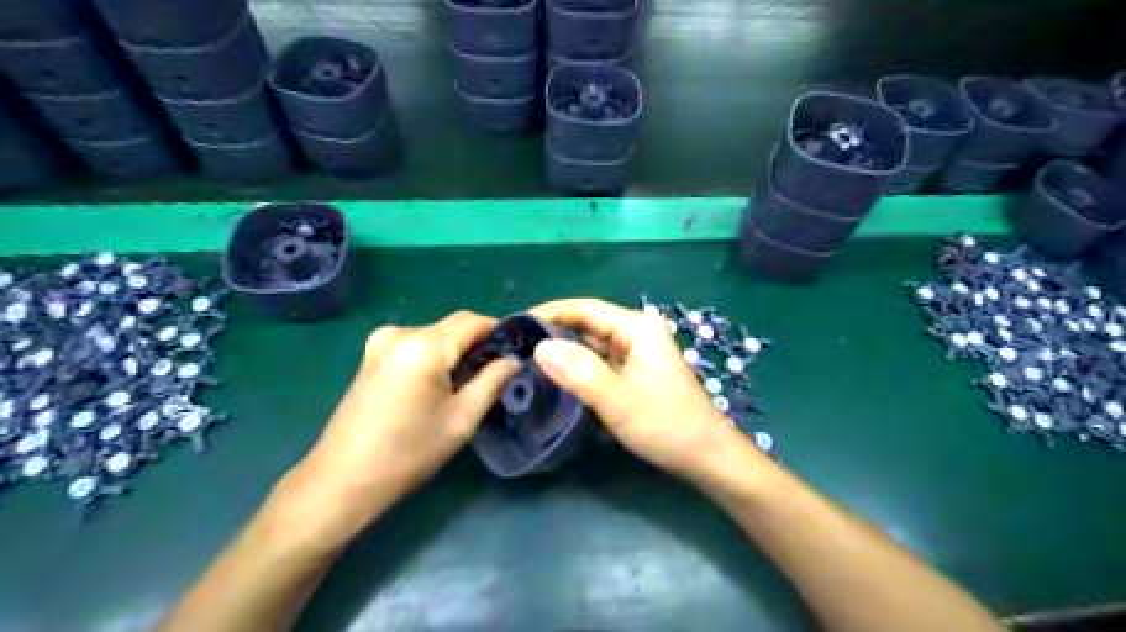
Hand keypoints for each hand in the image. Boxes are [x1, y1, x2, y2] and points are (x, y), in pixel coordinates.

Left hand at [271, 310, 517, 547]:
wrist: (342, 480)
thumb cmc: (408, 453)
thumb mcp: (462, 419)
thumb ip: (492, 381)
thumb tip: (513, 360)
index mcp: (423, 346)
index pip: (472, 320)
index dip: (498, 331)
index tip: (516, 352)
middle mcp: (400, 333)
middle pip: (452, 326)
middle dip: (478, 344)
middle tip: (497, 372)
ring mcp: (380, 342)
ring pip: (434, 335)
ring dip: (456, 351)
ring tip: (469, 382)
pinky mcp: (371, 355)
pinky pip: (415, 344)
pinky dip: (435, 356)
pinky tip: (439, 384)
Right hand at [530, 299, 760, 479]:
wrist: (707, 457)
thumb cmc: (668, 426)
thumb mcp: (619, 401)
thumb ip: (580, 373)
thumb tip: (540, 347)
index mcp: (637, 328)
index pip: (584, 308)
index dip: (549, 312)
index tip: (515, 325)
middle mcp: (637, 332)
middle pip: (587, 325)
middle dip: (553, 336)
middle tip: (516, 351)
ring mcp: (637, 352)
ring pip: (592, 346)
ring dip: (564, 355)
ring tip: (527, 366)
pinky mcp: (635, 372)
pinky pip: (600, 363)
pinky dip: (579, 371)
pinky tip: (557, 382)